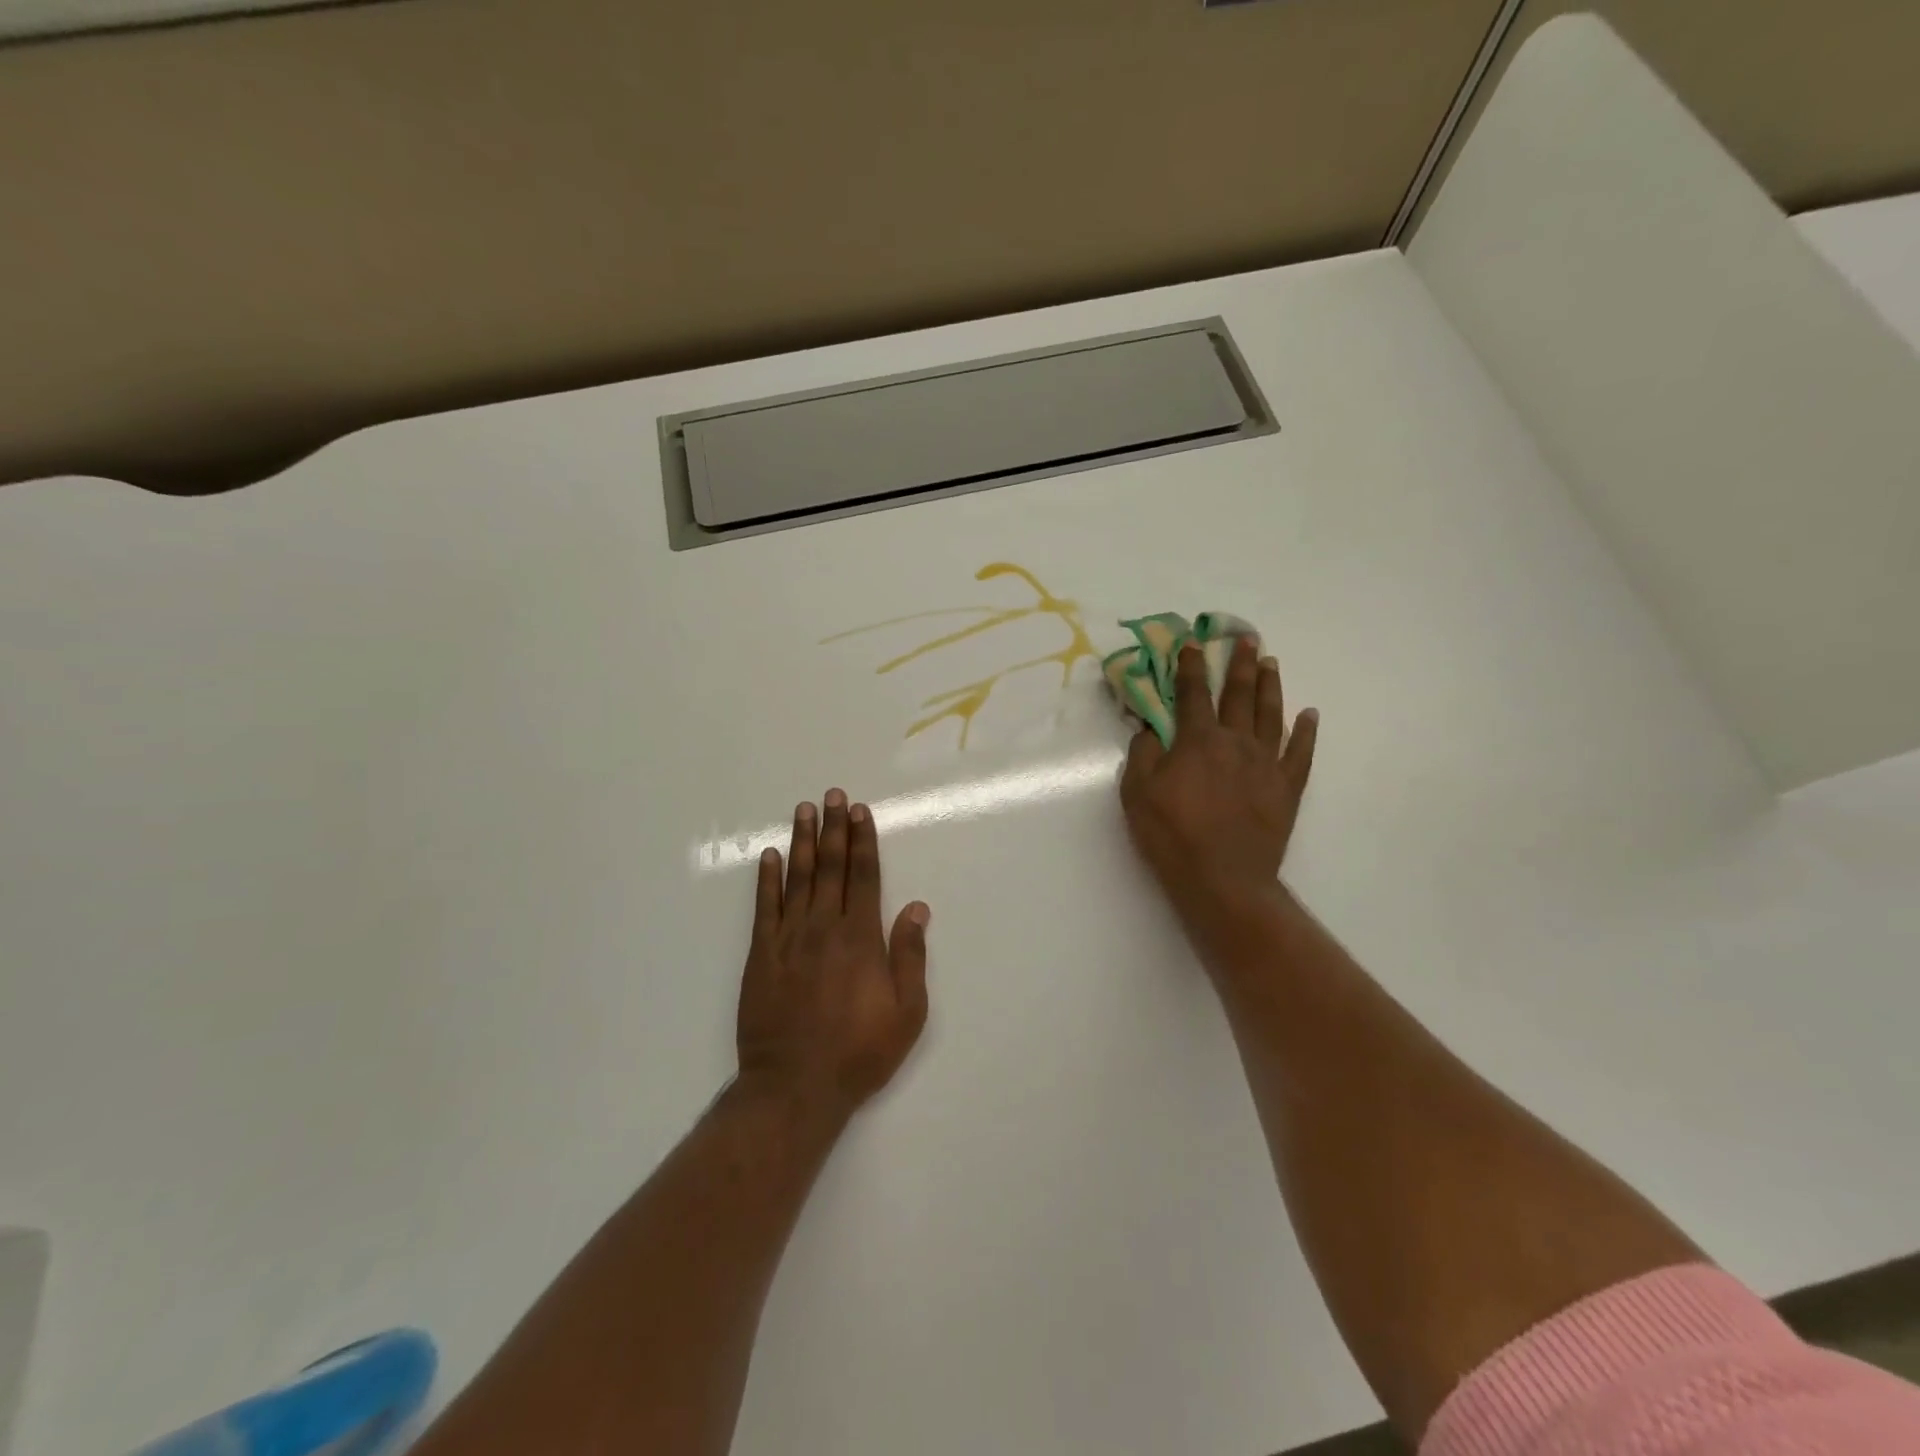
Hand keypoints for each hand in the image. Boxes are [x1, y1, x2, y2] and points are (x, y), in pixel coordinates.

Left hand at [736, 789, 930, 1121]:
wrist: (794, 1086)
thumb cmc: (859, 1052)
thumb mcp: (906, 1012)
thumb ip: (910, 956)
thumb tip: (916, 907)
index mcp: (861, 938)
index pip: (864, 876)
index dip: (863, 841)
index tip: (860, 812)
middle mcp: (824, 927)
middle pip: (830, 867)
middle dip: (834, 828)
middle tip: (834, 795)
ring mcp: (788, 939)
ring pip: (797, 879)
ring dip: (802, 842)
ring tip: (805, 810)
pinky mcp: (760, 956)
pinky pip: (764, 908)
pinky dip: (767, 880)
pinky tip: (770, 856)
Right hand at [1120, 639, 1317, 924]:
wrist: (1224, 878)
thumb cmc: (1172, 835)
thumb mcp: (1137, 794)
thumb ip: (1143, 754)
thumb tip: (1149, 728)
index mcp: (1197, 741)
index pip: (1192, 694)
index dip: (1191, 666)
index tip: (1194, 642)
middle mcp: (1236, 742)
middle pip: (1239, 695)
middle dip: (1240, 664)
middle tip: (1247, 638)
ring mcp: (1266, 763)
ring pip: (1271, 714)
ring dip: (1270, 686)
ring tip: (1271, 663)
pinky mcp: (1287, 787)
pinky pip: (1301, 753)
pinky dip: (1306, 732)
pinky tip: (1309, 715)